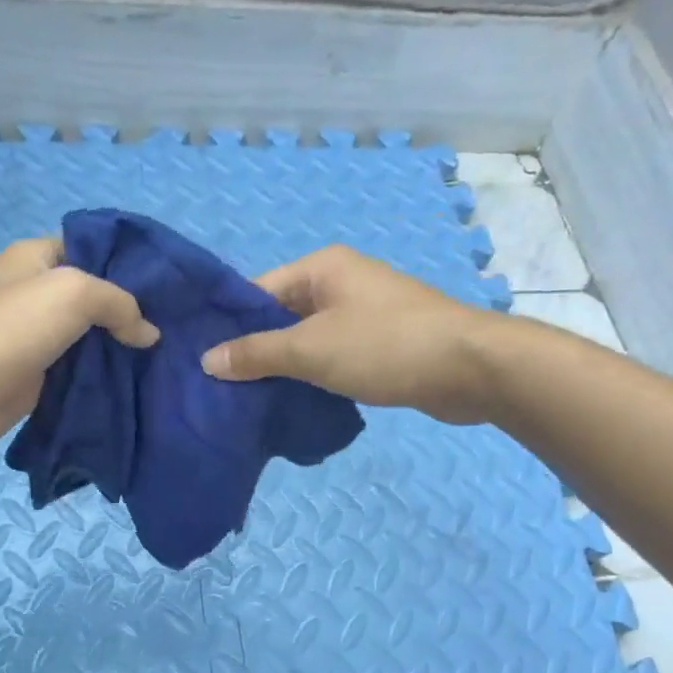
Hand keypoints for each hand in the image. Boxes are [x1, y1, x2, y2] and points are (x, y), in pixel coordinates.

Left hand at [0, 237, 158, 463]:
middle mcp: (36, 294)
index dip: (130, 265)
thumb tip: (149, 334)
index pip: (94, 249)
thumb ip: (119, 304)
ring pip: (91, 340)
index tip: (171, 288)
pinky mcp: (37, 378)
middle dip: (132, 314)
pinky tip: (137, 386)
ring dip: (121, 351)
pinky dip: (104, 379)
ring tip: (166, 361)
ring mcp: (36, 339)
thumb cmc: (9, 330)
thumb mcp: (72, 293)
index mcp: (37, 259)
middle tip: (177, 331)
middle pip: (96, 299)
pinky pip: (80, 373)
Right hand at [200, 245, 502, 423]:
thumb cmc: (384, 346)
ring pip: (307, 340)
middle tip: (221, 388)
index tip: (202, 360)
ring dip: (284, 368)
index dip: (229, 325)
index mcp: (321, 268)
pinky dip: (313, 376)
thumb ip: (257, 354)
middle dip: (255, 351)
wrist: (469, 368)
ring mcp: (363, 314)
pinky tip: (293, 403)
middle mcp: (341, 283)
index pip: (258, 291)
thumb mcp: (311, 350)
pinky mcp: (381, 344)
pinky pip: (332, 357)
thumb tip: (207, 360)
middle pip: (281, 316)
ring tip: (248, 401)